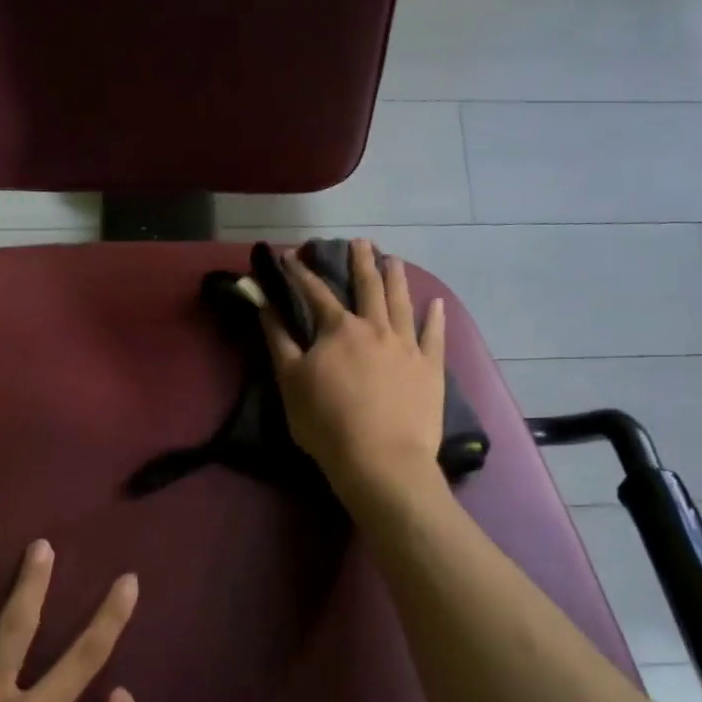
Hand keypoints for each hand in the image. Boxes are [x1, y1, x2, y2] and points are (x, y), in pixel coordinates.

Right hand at [259, 237, 447, 500]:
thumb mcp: (291, 382)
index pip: (316, 293)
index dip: (302, 273)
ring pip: (401, 303)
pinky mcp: (430, 368)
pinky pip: (434, 336)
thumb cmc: (327, 423)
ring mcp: (407, 346)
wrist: (381, 460)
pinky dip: (435, 318)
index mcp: (339, 330)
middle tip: (361, 242)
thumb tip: (265, 305)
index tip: (291, 255)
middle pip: (368, 287)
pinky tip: (436, 303)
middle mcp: (376, 328)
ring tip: (394, 260)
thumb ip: (279, 340)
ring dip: (396, 279)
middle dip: (361, 262)